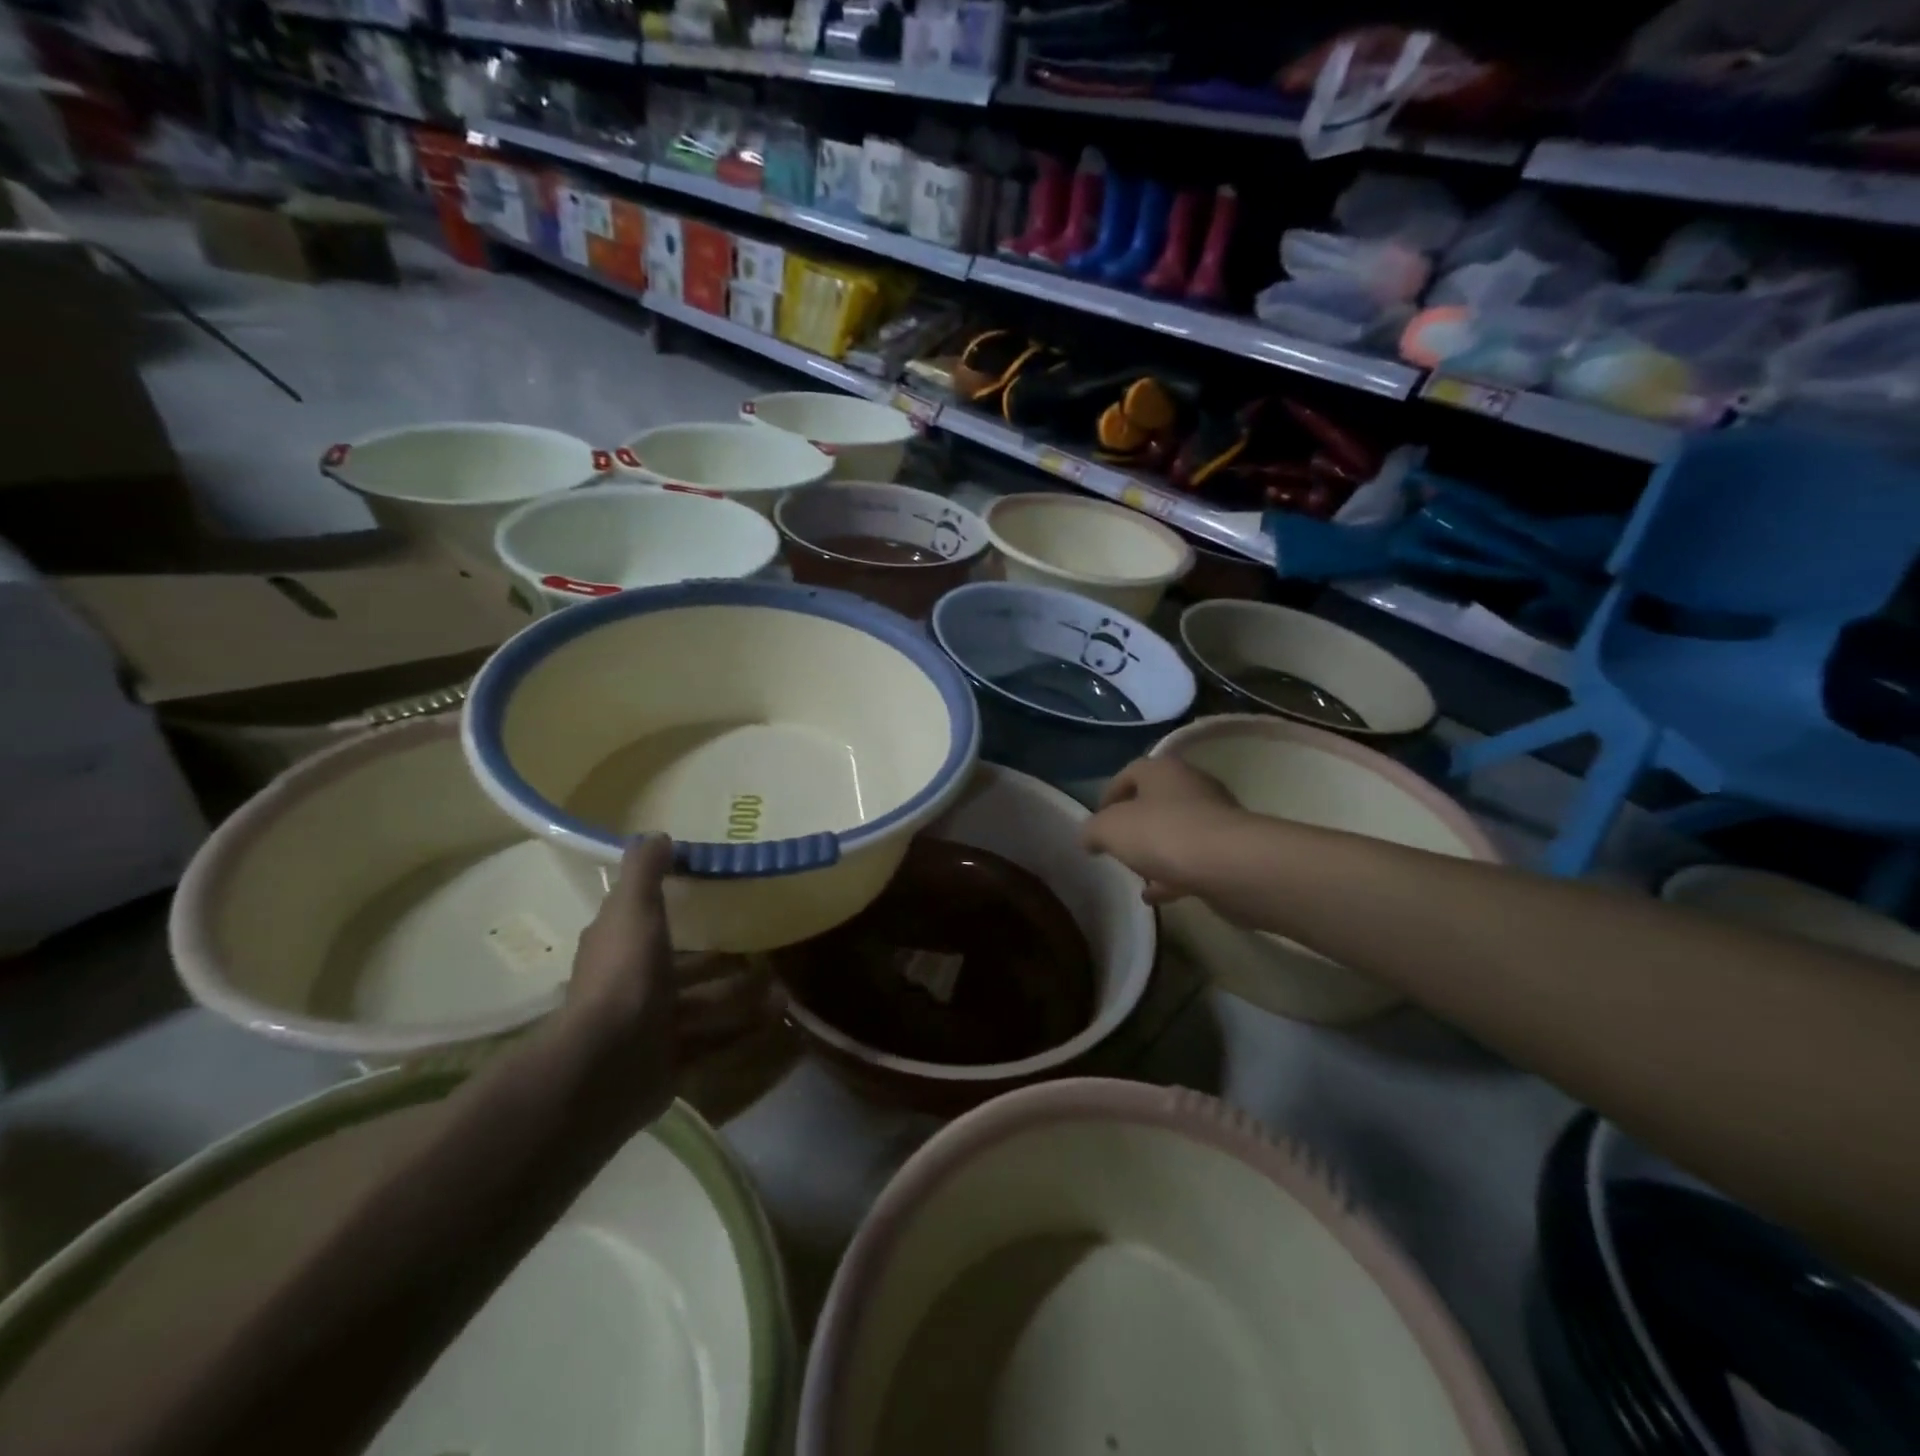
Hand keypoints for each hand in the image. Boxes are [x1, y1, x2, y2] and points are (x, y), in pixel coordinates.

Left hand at [563, 835, 780, 1116]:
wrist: (608, 1064)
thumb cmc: (624, 974)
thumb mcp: (634, 909)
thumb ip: (645, 872)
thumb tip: (657, 835)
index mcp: (617, 948)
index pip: (642, 921)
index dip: (670, 908)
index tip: (712, 897)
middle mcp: (631, 986)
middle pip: (681, 967)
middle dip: (720, 959)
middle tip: (762, 948)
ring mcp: (650, 1027)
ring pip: (703, 1005)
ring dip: (741, 996)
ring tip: (782, 988)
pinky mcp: (670, 1062)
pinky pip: (714, 1041)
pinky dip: (743, 1030)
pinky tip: (776, 1018)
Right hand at [1082, 757, 1245, 904]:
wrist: (1232, 865)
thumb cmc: (1163, 834)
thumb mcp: (1109, 830)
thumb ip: (1093, 830)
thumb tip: (1089, 837)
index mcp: (1163, 769)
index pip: (1129, 773)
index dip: (1108, 795)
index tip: (1096, 822)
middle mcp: (1192, 786)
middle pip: (1156, 801)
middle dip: (1135, 824)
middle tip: (1117, 846)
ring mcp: (1216, 818)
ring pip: (1177, 831)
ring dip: (1156, 850)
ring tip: (1136, 874)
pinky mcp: (1231, 850)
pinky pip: (1194, 859)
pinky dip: (1174, 874)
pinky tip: (1156, 896)